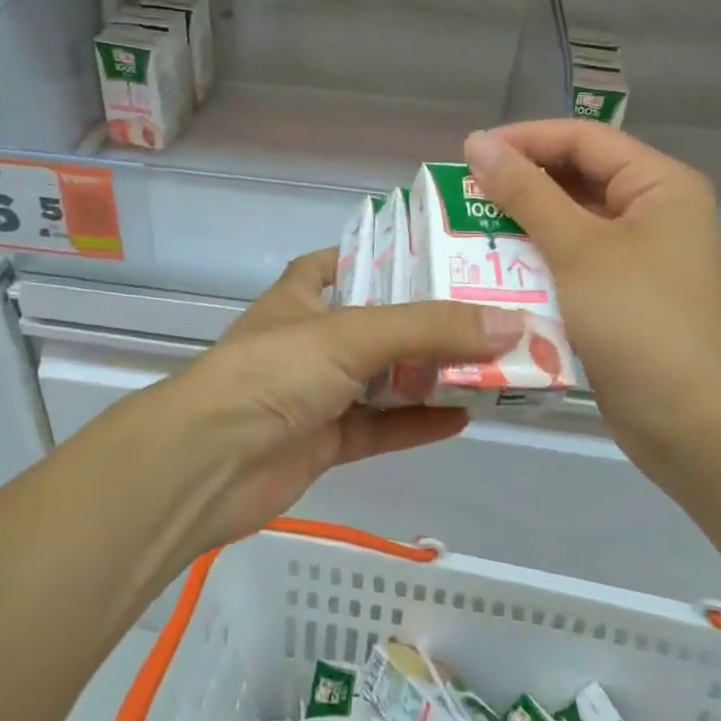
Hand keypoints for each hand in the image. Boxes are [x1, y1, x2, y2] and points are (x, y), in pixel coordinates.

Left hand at [125, 249, 522, 555]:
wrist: (209, 464)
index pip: (339, 264)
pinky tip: (463, 418)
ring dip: (429, 375)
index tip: (433, 256)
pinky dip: (417, 423)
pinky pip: (380, 427)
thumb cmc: (274, 372)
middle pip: (376, 324)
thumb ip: (430, 328)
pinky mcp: (324, 442)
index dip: (379, 257)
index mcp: (301, 298)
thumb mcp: (352, 334)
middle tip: (487, 313)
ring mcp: (316, 394)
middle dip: (426, 322)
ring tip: (490, 365)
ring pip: (382, 379)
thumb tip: (512, 323)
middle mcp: (309, 341)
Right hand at [464, 121, 720, 462]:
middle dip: (520, 182)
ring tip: (469, 226)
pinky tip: (494, 266)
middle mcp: (652, 210)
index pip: (583, 138)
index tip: (469, 153)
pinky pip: (571, 257)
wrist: (688, 422)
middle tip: (464, 192)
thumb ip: (525, 192)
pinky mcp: (620, 291)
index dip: (525, 139)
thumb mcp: (577, 248)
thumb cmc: (638, 319)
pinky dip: (535, 257)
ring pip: (569, 219)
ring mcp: (637, 254)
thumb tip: (477, 143)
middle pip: (576, 176)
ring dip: (522, 222)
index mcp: (659, 184)